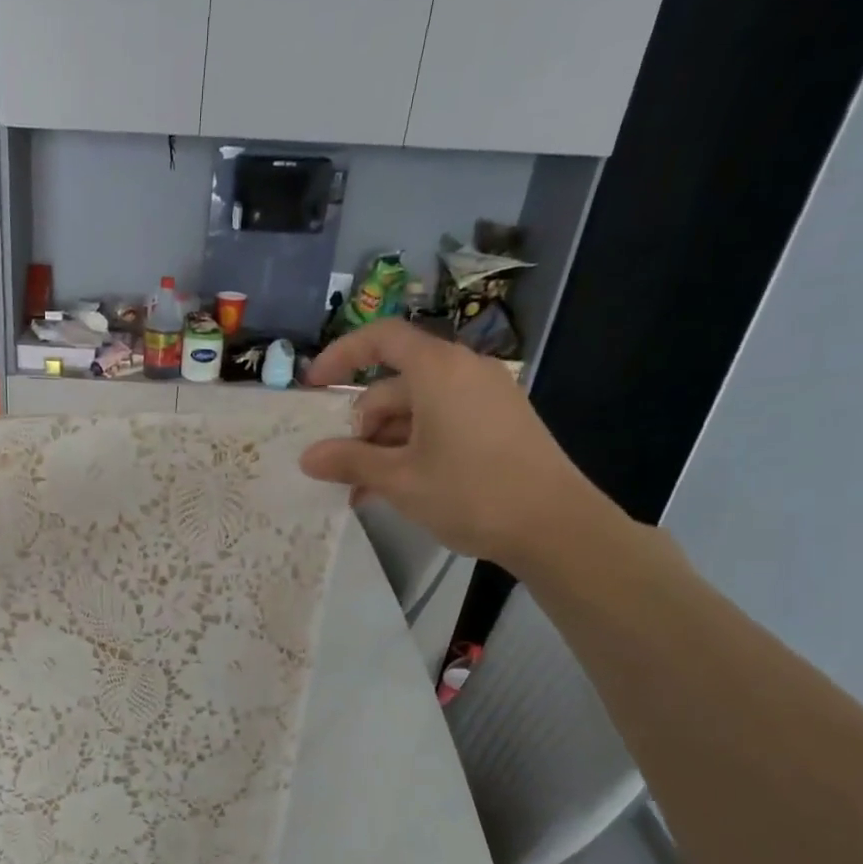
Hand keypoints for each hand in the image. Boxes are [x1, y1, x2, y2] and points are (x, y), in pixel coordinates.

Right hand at [300, 320, 610, 569]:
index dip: (341, 355)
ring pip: (416, 409)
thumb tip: (308, 457)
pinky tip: (399, 486)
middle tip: (342, 471)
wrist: (554, 525)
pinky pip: (442, 422)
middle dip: (362, 426)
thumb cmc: (470, 493)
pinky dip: (414, 447)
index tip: (313, 385)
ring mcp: (486, 396)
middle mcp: (464, 371)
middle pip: (395, 384)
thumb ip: (349, 462)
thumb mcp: (399, 480)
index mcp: (438, 370)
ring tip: (366, 491)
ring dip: (384, 445)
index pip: (381, 338)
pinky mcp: (499, 421)